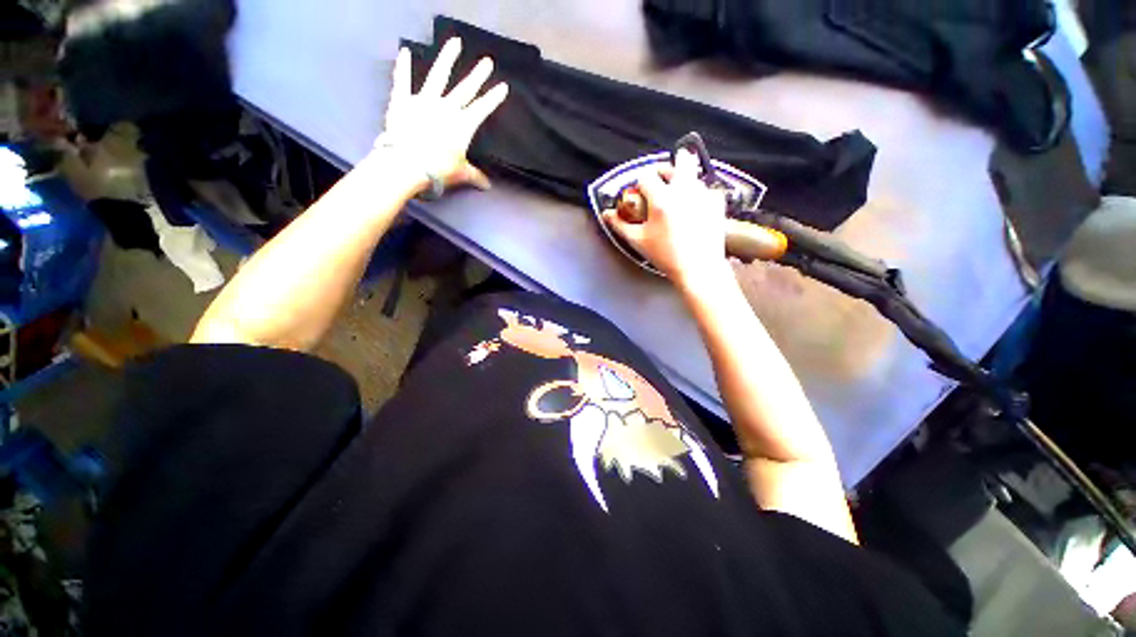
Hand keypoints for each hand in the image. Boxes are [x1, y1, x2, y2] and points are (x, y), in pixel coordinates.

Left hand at [376, 38, 508, 191]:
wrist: (408, 165)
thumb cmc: (439, 169)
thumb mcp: (461, 173)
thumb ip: (475, 176)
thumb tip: (488, 186)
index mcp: (463, 125)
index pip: (482, 108)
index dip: (493, 98)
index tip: (503, 86)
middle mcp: (446, 108)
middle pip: (465, 89)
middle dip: (478, 75)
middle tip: (487, 61)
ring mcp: (424, 101)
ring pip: (438, 75)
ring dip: (447, 58)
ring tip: (455, 42)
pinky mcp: (403, 101)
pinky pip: (403, 80)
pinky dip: (403, 66)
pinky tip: (405, 50)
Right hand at [602, 149, 729, 284]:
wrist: (698, 268)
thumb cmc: (667, 256)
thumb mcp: (638, 241)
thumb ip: (620, 225)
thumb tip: (607, 215)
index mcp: (662, 199)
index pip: (647, 176)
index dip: (639, 182)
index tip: (639, 192)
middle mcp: (685, 190)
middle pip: (680, 159)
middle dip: (668, 168)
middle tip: (661, 182)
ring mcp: (704, 194)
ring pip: (693, 173)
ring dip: (682, 180)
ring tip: (676, 198)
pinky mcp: (717, 202)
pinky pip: (706, 188)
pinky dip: (697, 194)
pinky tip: (692, 208)